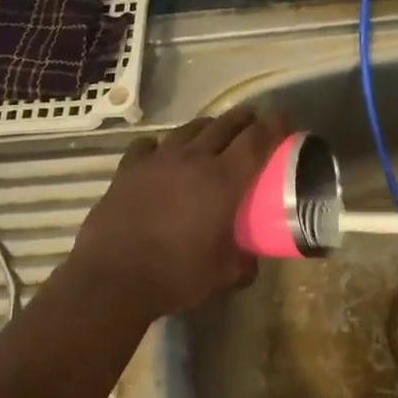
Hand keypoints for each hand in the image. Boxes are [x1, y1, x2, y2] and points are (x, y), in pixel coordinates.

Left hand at [64, 105, 287, 320]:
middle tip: (255, 122)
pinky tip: (162, 155)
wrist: (113, 279)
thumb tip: (251, 258)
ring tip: (213, 133)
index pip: (257, 139)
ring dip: (208, 127)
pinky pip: (149, 145)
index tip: (284, 122)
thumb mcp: (224, 275)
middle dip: (245, 119)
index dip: (274, 126)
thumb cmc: (176, 276)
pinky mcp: (128, 168)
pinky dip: (162, 146)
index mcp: (223, 180)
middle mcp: (193, 159)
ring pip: (189, 128)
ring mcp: (158, 160)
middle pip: (225, 124)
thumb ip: (245, 262)